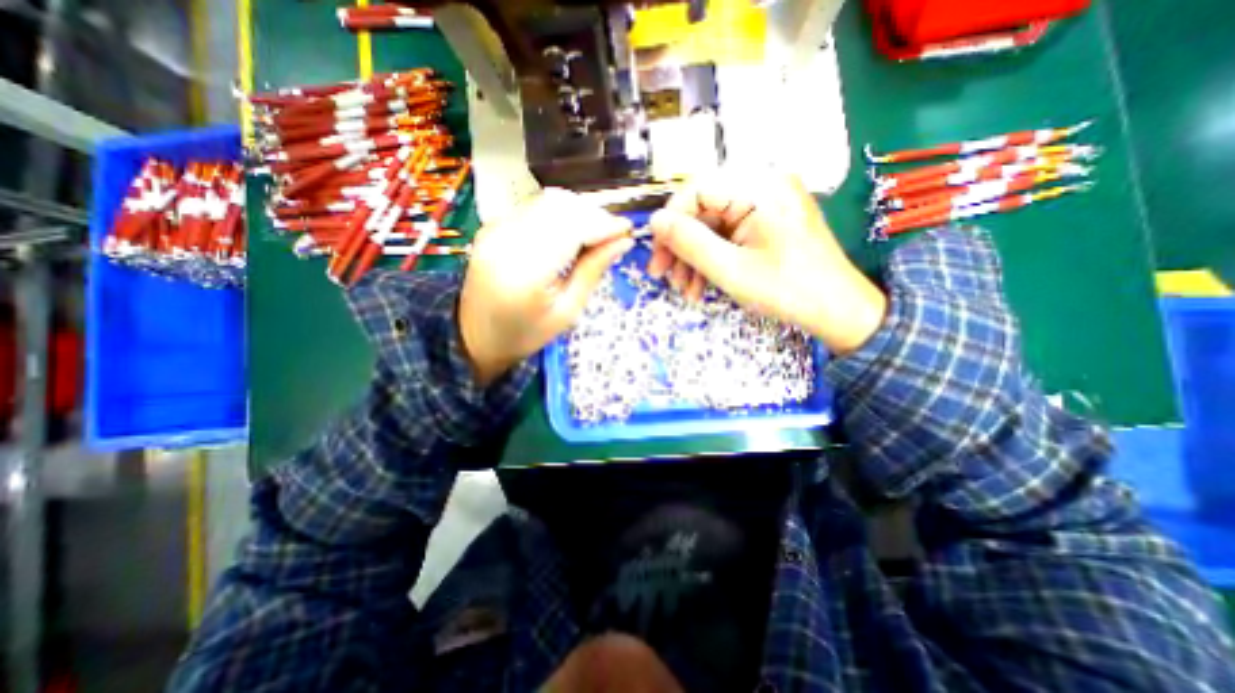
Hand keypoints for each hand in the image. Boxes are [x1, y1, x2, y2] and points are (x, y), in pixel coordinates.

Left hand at [454, 187, 635, 385]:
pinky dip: (559, 215)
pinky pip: (533, 208)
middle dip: (593, 215)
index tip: (627, 230)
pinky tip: (568, 235)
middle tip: (612, 236)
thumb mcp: (567, 312)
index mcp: (526, 273)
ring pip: (547, 201)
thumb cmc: (526, 333)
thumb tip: (623, 241)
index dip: (604, 225)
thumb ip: (593, 271)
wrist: (476, 336)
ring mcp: (494, 229)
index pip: (572, 228)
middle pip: (560, 206)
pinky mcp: (491, 226)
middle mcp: (506, 241)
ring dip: (578, 212)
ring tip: (593, 236)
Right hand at [649, 164, 881, 351]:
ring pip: (712, 224)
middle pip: (703, 208)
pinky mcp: (769, 218)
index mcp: (760, 186)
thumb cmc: (787, 291)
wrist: (838, 310)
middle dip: (681, 246)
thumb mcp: (731, 270)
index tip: (657, 258)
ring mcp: (768, 200)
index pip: (696, 190)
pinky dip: (712, 257)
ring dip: (694, 257)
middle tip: (665, 278)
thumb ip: (689, 243)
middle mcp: (764, 183)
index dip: (670, 223)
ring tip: (687, 291)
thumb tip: (655, 221)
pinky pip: (729, 232)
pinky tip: (703, 284)